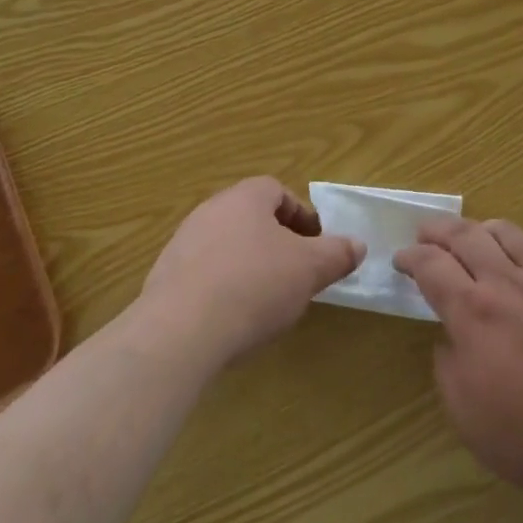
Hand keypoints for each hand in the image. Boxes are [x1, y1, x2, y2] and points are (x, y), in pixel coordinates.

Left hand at [141, 177, 364, 367]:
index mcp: (245, 198)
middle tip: (295, 271)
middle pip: (250, 217)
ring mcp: (182, 244)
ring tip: (266, 299)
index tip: (315, 243)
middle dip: (276, 241)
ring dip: (248, 264)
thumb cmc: (253, 286)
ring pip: (226, 245)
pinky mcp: (164, 279)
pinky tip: (232, 318)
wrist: (179, 332)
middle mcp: (210, 211)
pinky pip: (203, 274)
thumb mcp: (309, 270)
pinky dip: (222, 288)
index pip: (276, 190)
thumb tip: (358, 245)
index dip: (300, 214)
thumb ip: (337, 254)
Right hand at [395, 218, 522, 507]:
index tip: (400, 260)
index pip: (431, 264)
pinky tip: (511, 258)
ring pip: (503, 231)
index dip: (410, 257)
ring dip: (475, 229)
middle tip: (423, 235)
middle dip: (436, 230)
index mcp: (473, 312)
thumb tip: (451, 333)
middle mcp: (506, 283)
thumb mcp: (463, 411)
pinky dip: (513, 244)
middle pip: (463, 234)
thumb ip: (447, 361)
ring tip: (466, 238)